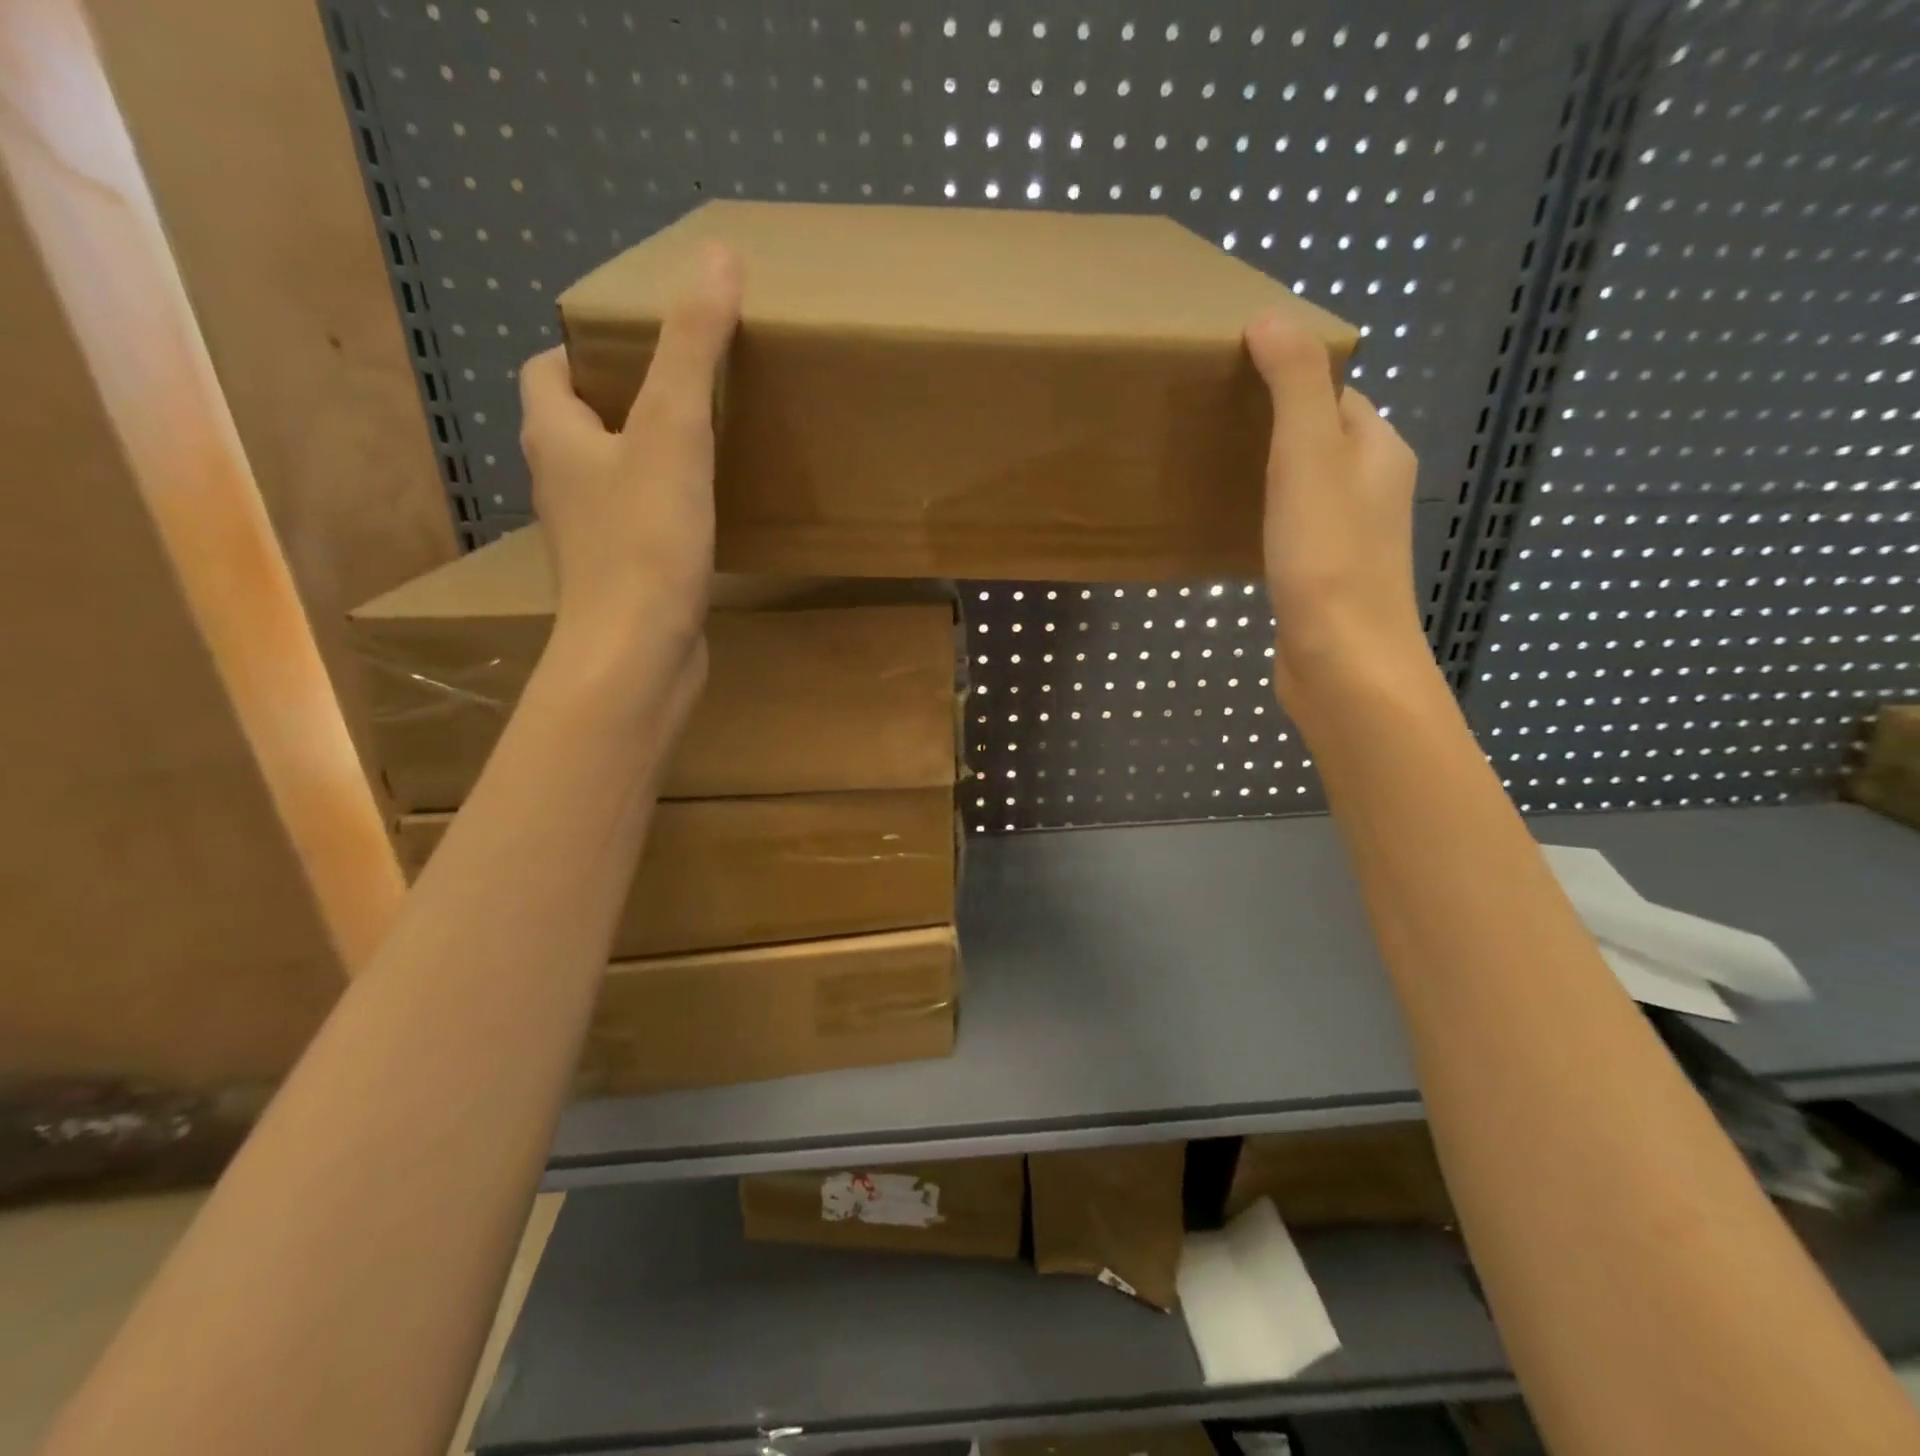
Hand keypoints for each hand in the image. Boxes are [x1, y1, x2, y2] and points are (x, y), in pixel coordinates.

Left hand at [517, 244, 742, 664]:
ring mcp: (589, 538)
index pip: (547, 372)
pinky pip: (637, 526)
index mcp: (555, 437)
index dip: (585, 351)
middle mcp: (560, 484)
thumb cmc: (645, 541)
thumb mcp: (674, 431)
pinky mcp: (621, 579)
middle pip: (579, 425)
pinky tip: (705, 519)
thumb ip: (692, 347)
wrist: (637, 655)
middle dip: (622, 403)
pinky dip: (663, 512)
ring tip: (702, 450)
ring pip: (609, 479)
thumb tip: (717, 255)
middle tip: (683, 393)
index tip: (639, 348)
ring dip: (644, 460)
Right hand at [1245, 314, 1433, 721]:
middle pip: (1320, 438)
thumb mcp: (1308, 457)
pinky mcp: (1321, 578)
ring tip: (1210, 470)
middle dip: (1271, 426)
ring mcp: (1348, 538)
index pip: (1336, 392)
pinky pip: (1292, 530)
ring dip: (1266, 474)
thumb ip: (1294, 386)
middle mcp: (1371, 489)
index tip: (1231, 376)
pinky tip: (1229, 530)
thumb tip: (1270, 317)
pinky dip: (1264, 519)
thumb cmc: (1327, 558)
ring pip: (1304, 487)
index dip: (1289, 376)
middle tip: (1209, 424)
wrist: (1342, 663)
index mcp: (1377, 450)